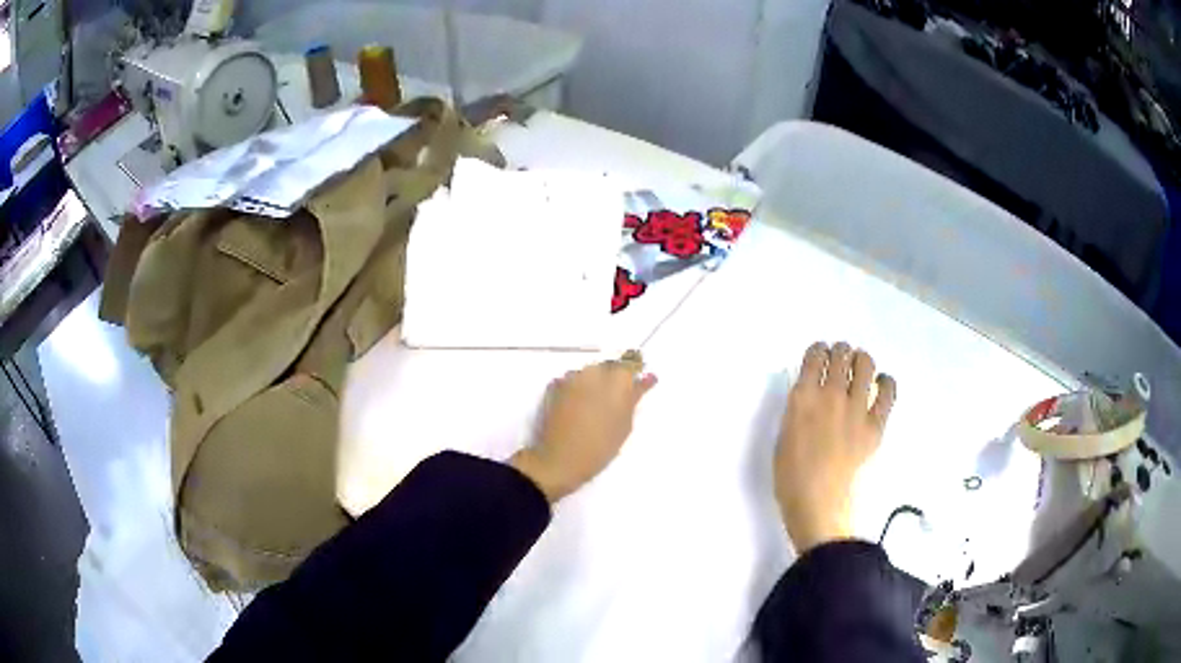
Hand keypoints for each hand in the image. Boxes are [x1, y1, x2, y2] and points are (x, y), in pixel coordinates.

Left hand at [511, 354, 657, 502]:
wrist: (560, 459)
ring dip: (592, 384)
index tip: (634, 388)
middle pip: (607, 367)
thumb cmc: (600, 447)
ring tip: (591, 408)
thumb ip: (635, 397)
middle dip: (611, 380)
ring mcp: (572, 377)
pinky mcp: (554, 386)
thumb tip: (647, 378)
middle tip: (611, 403)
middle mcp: (594, 371)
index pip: (630, 366)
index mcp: (617, 380)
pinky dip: (575, 390)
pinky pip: (570, 381)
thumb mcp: (625, 425)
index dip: (631, 378)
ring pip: (588, 373)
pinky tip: (575, 408)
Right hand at [775, 342, 896, 552]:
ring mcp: (856, 408)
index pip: (814, 355)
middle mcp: (830, 394)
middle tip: (841, 361)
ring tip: (860, 368)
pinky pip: (888, 391)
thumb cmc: (791, 476)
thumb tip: (812, 395)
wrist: (818, 503)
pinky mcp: (875, 423)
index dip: (818, 350)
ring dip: (862, 360)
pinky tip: (881, 384)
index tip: (820, 355)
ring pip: (865, 364)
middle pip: (841, 355)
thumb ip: (798, 409)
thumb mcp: (784, 434)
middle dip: (841, 352)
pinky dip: (886, 382)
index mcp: (802, 397)